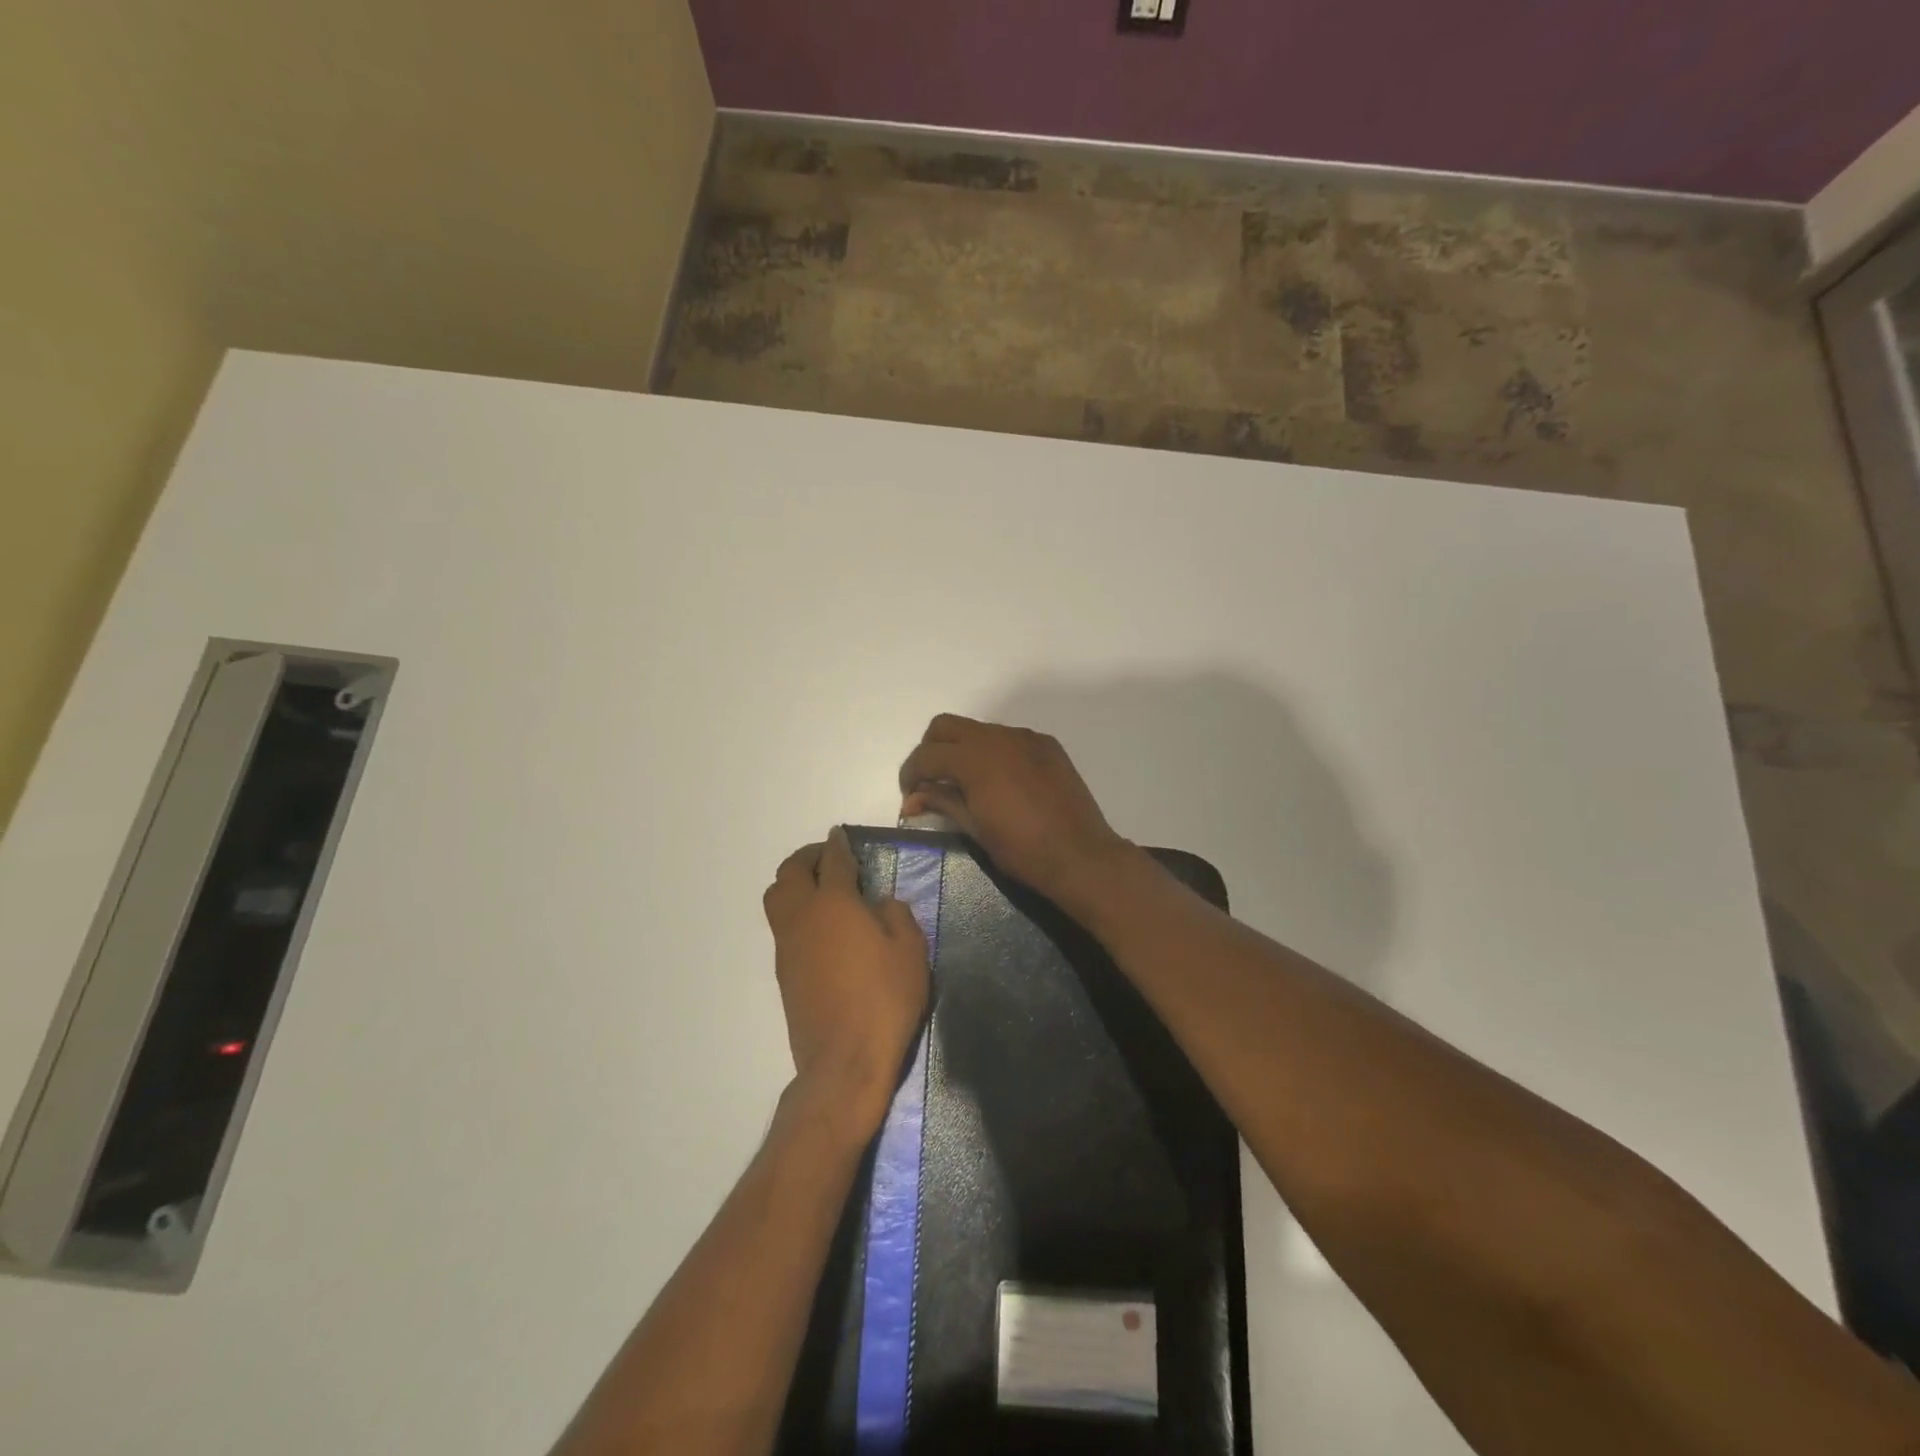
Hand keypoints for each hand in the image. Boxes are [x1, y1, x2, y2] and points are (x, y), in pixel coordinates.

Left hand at [762, 827, 929, 1134]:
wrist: (844, 1061)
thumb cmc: (884, 998)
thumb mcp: (911, 950)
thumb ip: (897, 915)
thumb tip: (880, 904)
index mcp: (833, 903)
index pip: (832, 860)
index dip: (837, 844)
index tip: (841, 835)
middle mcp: (802, 917)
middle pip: (789, 873)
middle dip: (806, 858)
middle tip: (829, 859)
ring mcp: (787, 946)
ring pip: (777, 899)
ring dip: (795, 884)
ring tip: (822, 891)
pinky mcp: (784, 974)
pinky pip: (783, 928)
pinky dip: (797, 913)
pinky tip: (824, 929)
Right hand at [897, 714, 1138, 909]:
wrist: (1081, 856)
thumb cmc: (1022, 850)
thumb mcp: (974, 828)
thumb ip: (942, 802)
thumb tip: (912, 799)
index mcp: (975, 758)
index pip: (927, 754)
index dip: (910, 774)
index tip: (910, 795)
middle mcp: (998, 737)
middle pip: (946, 726)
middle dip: (931, 750)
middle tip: (932, 782)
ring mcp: (1026, 738)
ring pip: (979, 730)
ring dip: (963, 750)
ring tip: (967, 784)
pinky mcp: (1047, 745)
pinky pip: (1008, 738)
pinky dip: (993, 752)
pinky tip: (1001, 782)